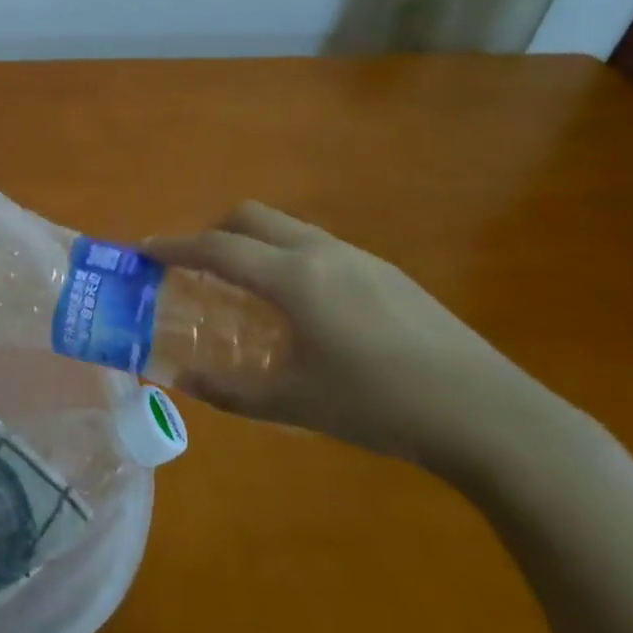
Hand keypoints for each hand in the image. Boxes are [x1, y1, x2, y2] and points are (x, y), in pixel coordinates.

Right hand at [147, 203, 552, 470]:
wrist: (488, 415)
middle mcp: (322, 253)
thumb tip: (183, 382)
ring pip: (288, 230)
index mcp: (294, 279)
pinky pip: (318, 248)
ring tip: (244, 291)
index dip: (174, 247)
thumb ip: (231, 392)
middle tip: (195, 269)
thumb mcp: (295, 403)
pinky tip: (302, 310)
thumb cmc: (380, 406)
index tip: (144, 251)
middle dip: (213, 233)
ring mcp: (360, 258)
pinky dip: (287, 260)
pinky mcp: (387, 274)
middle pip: (251, 217)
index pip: (217, 248)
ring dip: (253, 245)